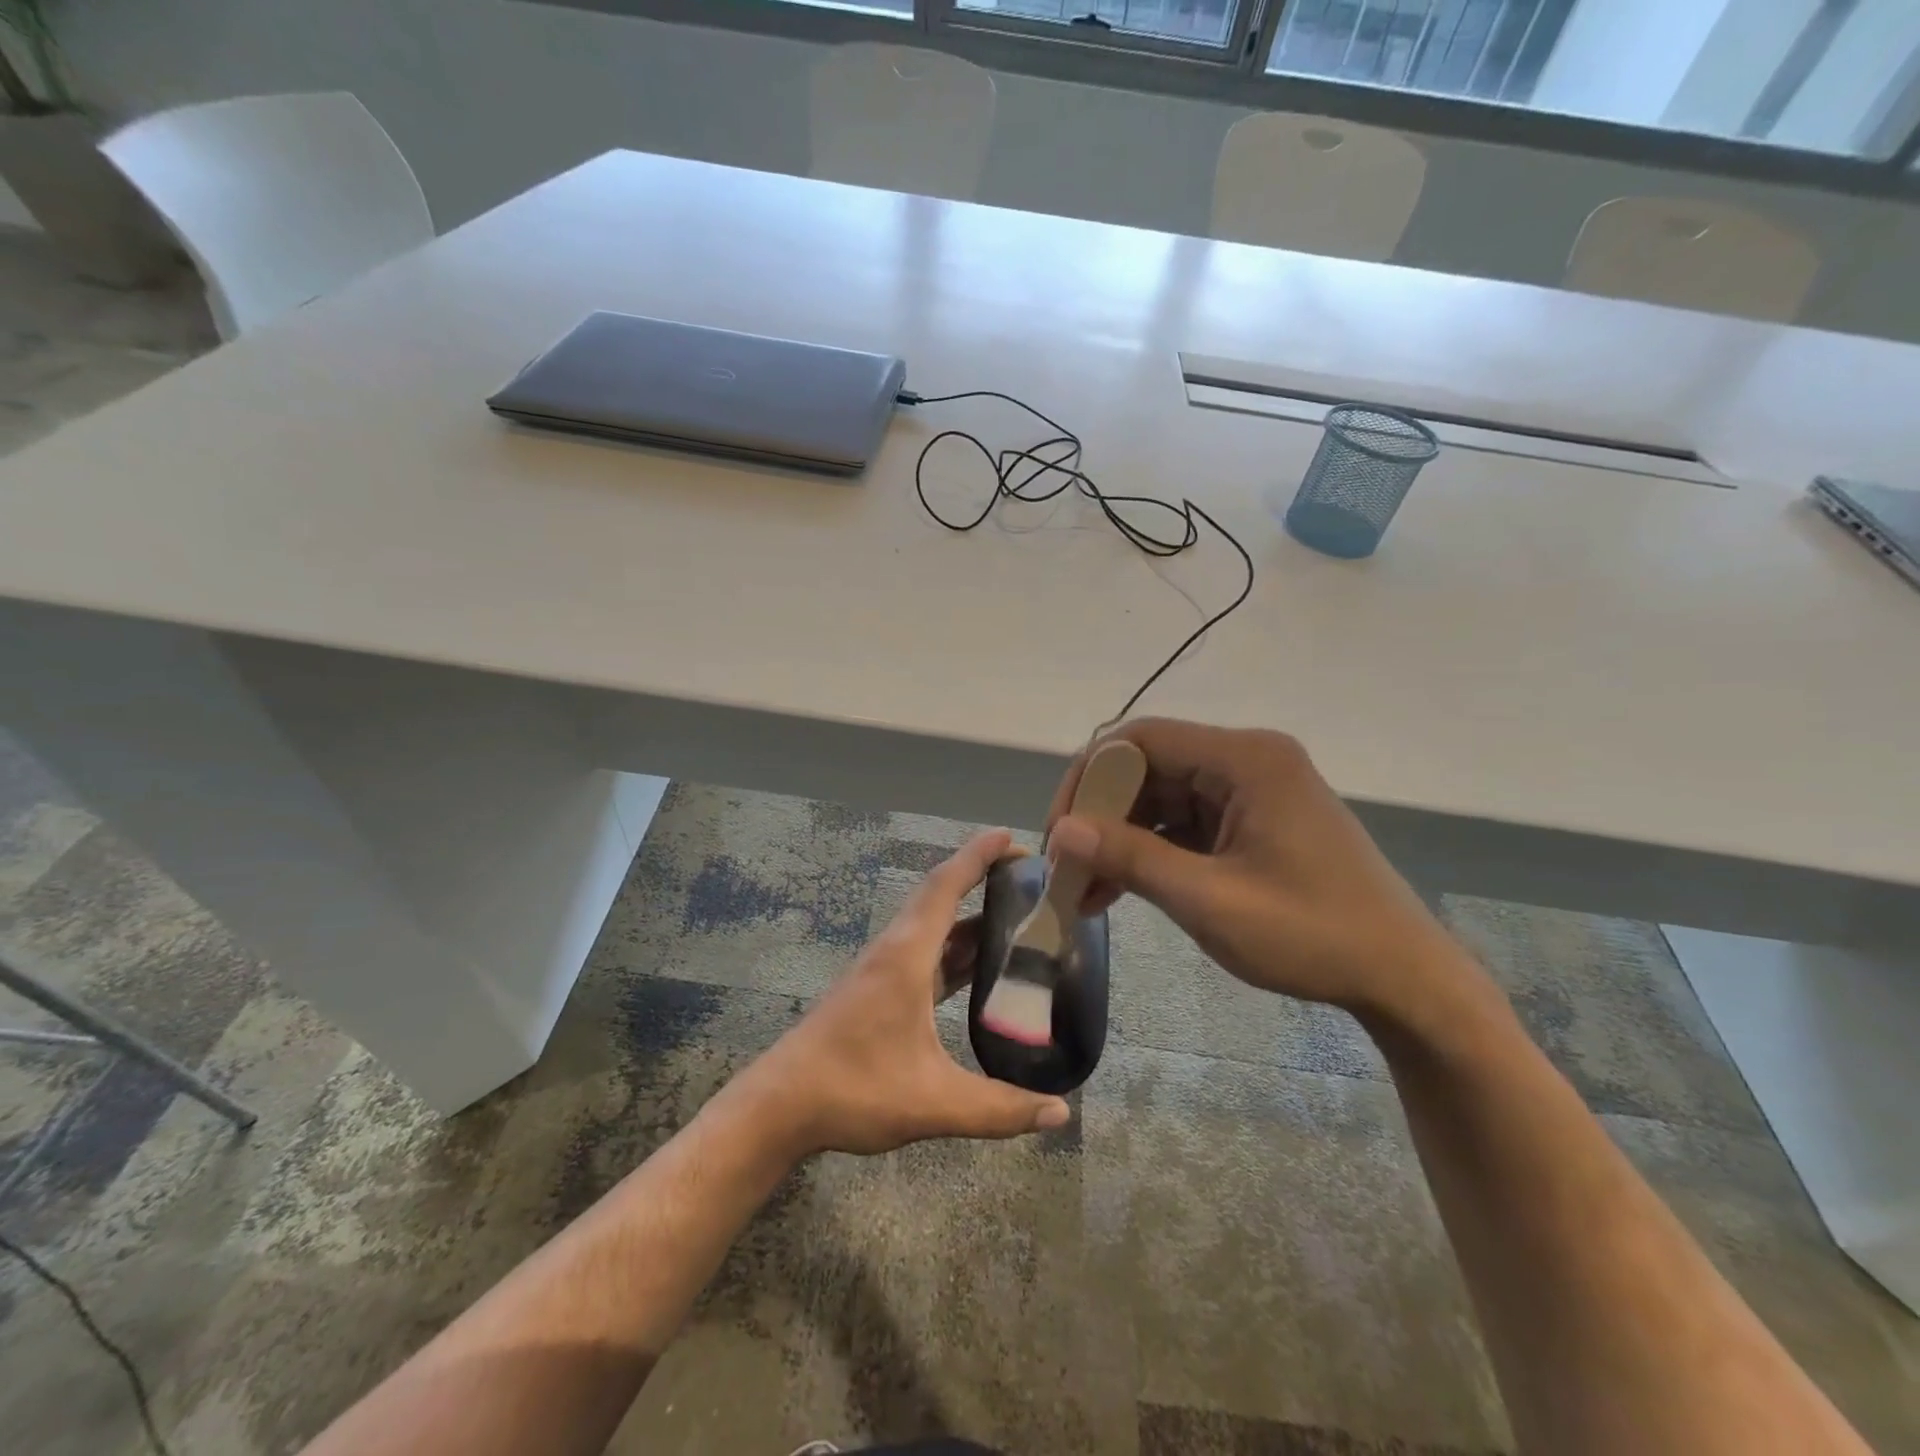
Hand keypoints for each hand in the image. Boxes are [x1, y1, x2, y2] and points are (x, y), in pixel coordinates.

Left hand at [742, 829, 1071, 1156]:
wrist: (781, 1106)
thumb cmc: (854, 1090)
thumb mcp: (933, 1103)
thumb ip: (999, 1108)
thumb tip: (1061, 1113)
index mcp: (906, 956)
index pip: (945, 887)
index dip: (977, 856)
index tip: (1010, 836)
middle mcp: (895, 951)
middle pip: (940, 896)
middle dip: (980, 877)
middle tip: (1026, 877)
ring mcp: (883, 969)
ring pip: (932, 926)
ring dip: (969, 914)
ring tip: (1016, 916)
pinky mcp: (878, 990)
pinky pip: (925, 952)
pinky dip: (955, 947)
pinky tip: (979, 967)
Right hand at [1045, 719, 1481, 1020]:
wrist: (1404, 978)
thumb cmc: (1312, 935)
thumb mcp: (1210, 900)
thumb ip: (1132, 858)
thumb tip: (1062, 833)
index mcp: (1245, 759)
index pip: (1139, 739)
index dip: (1087, 779)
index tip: (1060, 833)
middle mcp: (1246, 760)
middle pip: (1147, 767)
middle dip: (1100, 816)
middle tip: (1067, 868)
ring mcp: (1250, 790)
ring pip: (1160, 798)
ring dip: (1120, 839)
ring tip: (1085, 891)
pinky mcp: (1252, 820)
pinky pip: (1184, 822)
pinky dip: (1149, 852)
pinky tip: (1118, 891)